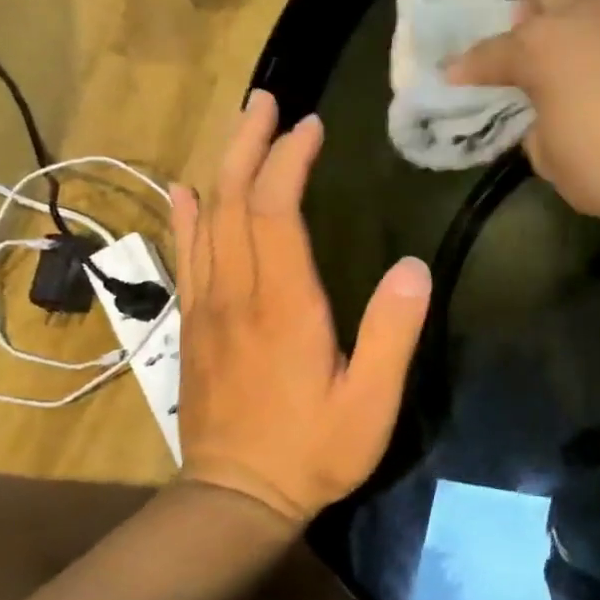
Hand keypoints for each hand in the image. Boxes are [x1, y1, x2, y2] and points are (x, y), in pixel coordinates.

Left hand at [170, 91, 431, 526]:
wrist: (236, 498)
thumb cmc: (315, 450)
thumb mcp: (371, 401)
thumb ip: (392, 333)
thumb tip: (413, 266)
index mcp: (284, 306)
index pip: (276, 213)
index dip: (290, 162)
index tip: (312, 127)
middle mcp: (237, 295)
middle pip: (233, 202)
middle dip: (249, 145)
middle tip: (267, 101)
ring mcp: (207, 309)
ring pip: (206, 222)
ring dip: (223, 167)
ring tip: (239, 127)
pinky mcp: (194, 327)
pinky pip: (186, 257)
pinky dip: (186, 217)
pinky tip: (187, 192)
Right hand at [446, 0, 599, 223]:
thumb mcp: (554, 163)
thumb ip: (539, 130)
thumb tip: (548, 116)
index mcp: (542, 50)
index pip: (492, 51)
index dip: (470, 66)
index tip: (458, 75)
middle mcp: (585, 16)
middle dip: (533, 1)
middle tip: (542, 41)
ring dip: (589, 18)